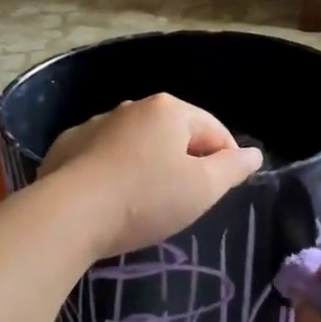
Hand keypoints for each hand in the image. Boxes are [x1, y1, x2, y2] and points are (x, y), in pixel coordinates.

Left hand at [39, 94, 263, 258]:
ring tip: (148, 202)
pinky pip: (104, 157)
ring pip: (137, 144)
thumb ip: (233, 168)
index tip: (224, 190)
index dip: (227, 159)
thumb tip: (253, 154)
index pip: (214, 130)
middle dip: (186, 162)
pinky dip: (116, 172)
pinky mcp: (67, 146)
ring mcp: (95, 124)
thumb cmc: (146, 199)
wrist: (68, 214)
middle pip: (174, 135)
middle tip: (187, 200)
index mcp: (169, 110)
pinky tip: (112, 199)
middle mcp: (132, 107)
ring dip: (149, 166)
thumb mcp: (202, 188)